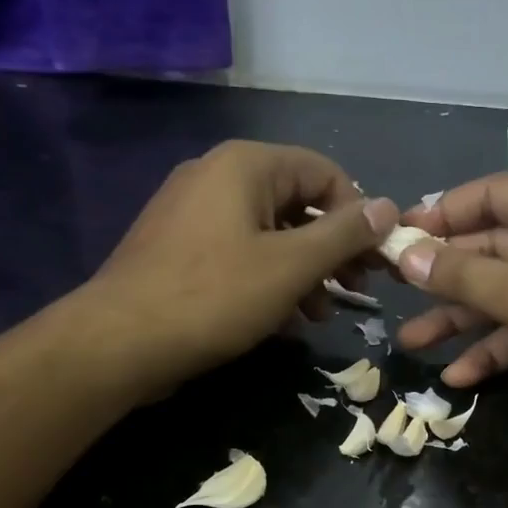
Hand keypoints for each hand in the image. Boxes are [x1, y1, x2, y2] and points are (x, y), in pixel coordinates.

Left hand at [90, 140, 397, 394]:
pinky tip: (282, 319)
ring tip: (320, 315)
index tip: (374, 261)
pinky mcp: (179, 247)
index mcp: (246, 165)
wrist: (119, 342)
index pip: (325, 173)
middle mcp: (217, 175)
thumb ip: (344, 235)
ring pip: (269, 233)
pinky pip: (240, 252)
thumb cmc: (214, 297)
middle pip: (297, 203)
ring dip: (304, 271)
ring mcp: (192, 211)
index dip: (358, 215)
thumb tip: (388, 207)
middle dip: (332, 249)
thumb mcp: (291, 266)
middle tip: (355, 290)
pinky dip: (269, 279)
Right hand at [395, 174, 507, 461]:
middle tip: (392, 291)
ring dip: (458, 319)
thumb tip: (406, 254)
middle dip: (444, 275)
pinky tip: (456, 376)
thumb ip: (464, 275)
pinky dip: (490, 350)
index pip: (495, 194)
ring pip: (502, 296)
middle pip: (493, 248)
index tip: (398, 236)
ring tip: (410, 343)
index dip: (444, 213)